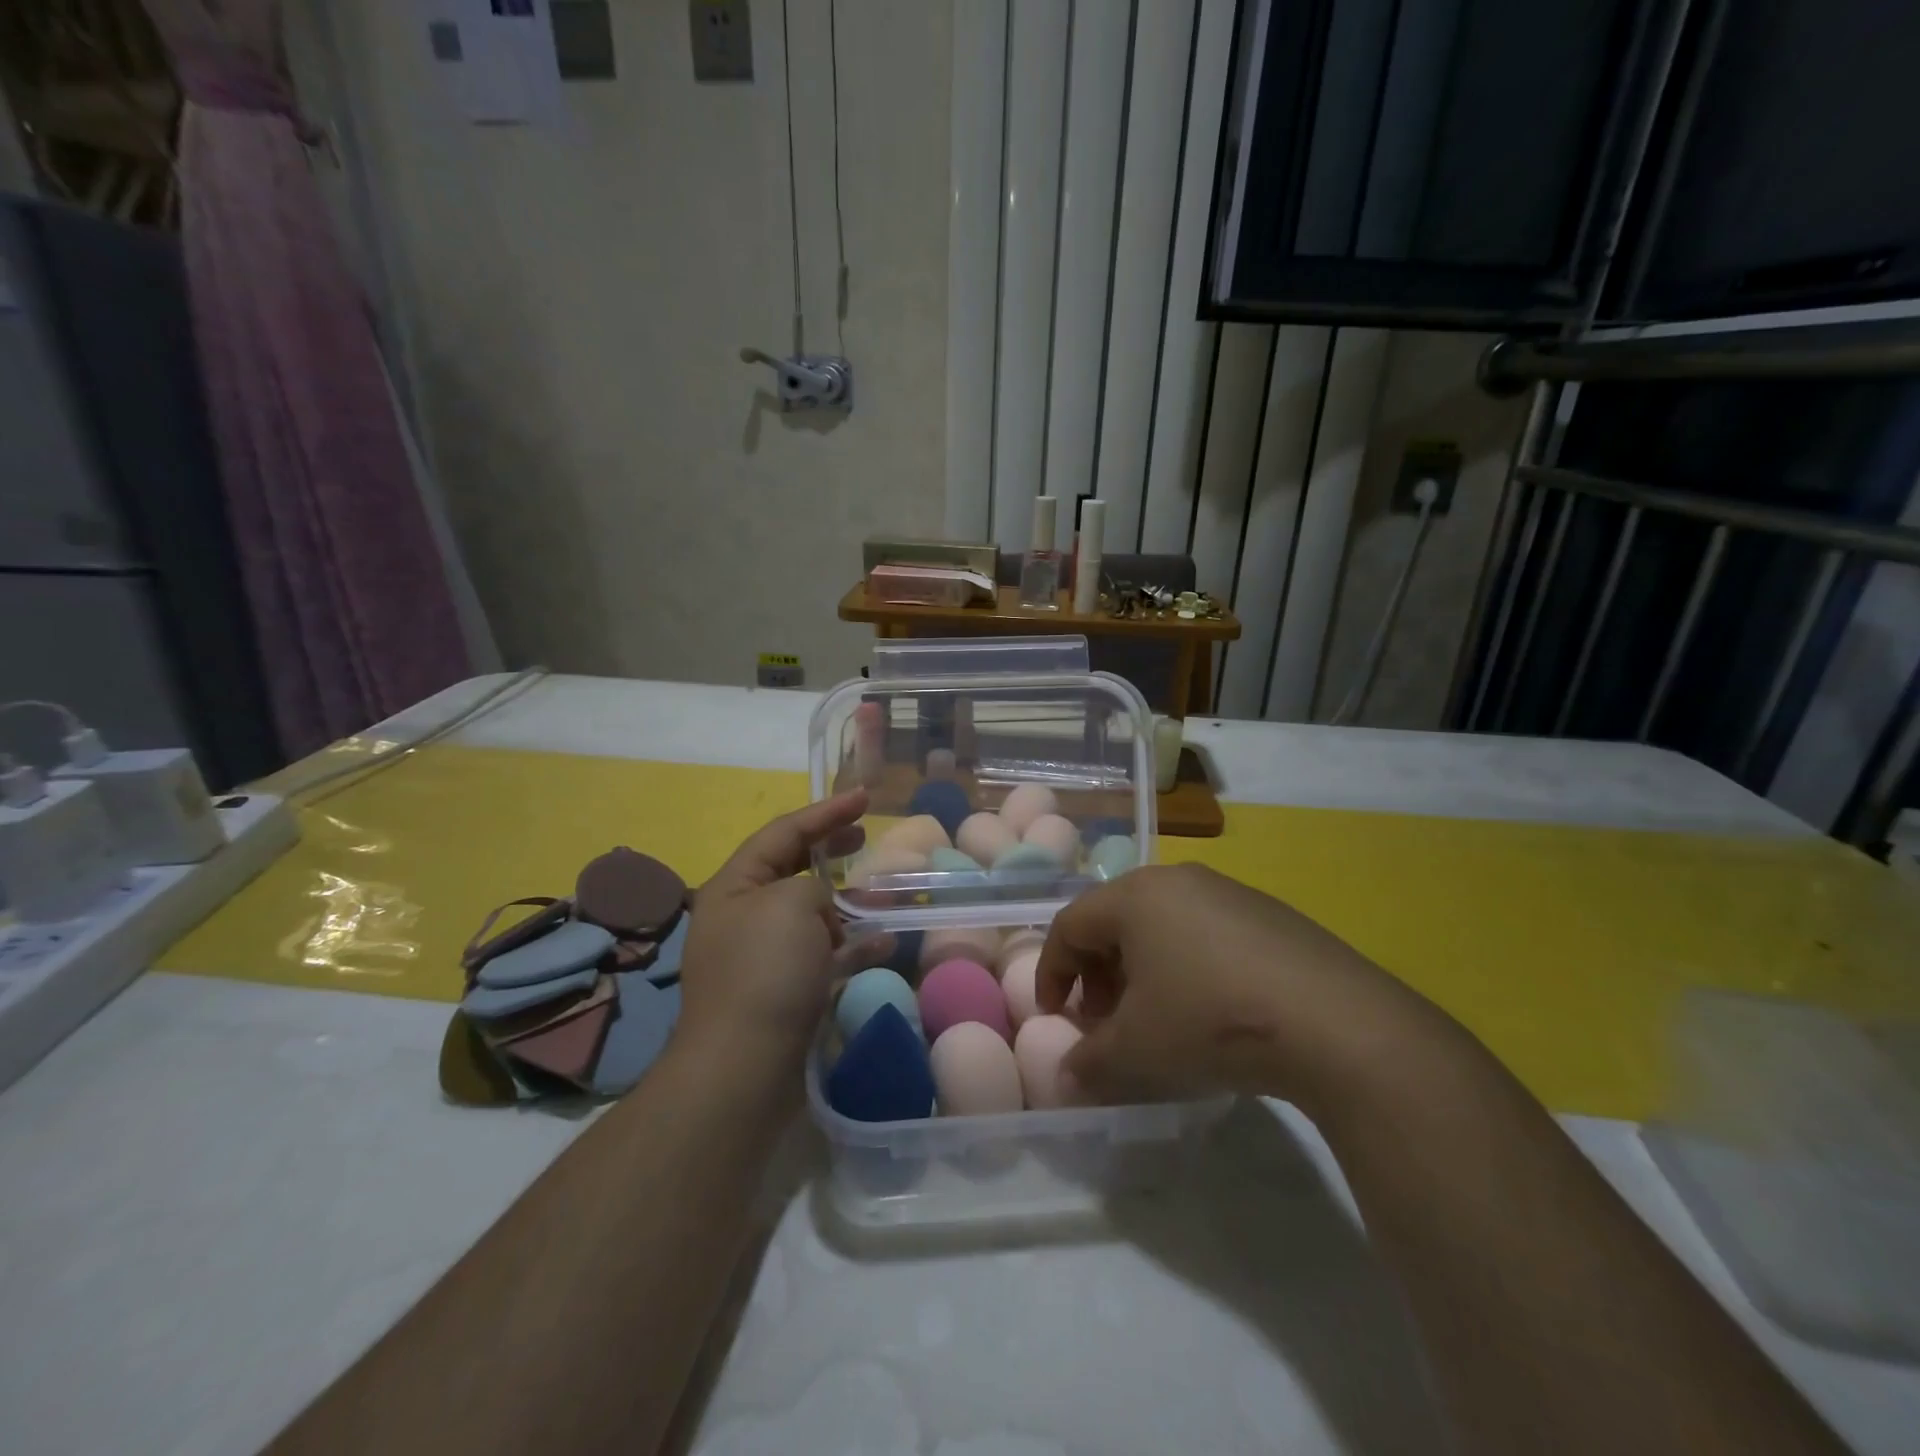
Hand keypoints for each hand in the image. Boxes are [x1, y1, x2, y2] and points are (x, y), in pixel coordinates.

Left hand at [678, 789, 893, 1067]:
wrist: (744, 1068)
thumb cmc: (764, 972)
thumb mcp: (791, 904)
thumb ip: (813, 886)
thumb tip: (822, 908)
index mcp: (735, 886)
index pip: (783, 833)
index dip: (825, 811)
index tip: (866, 797)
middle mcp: (745, 916)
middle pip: (793, 869)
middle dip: (830, 849)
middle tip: (865, 834)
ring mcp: (765, 957)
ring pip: (812, 913)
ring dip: (847, 901)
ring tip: (882, 892)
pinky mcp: (786, 991)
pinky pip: (824, 955)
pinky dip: (853, 945)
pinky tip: (885, 940)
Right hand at [1034, 864, 1450, 1112]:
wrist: (1336, 1024)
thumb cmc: (1210, 1022)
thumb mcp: (1136, 1052)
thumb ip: (1088, 1062)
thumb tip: (1066, 1075)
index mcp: (1135, 896)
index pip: (1070, 925)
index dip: (1051, 972)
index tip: (1054, 1016)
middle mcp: (1177, 880)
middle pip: (1115, 921)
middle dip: (1098, 973)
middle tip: (1103, 1021)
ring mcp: (1228, 892)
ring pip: (1162, 926)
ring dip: (1142, 971)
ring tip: (1155, 1019)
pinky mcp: (1270, 914)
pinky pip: (1206, 933)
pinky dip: (1187, 966)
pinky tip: (1209, 1011)